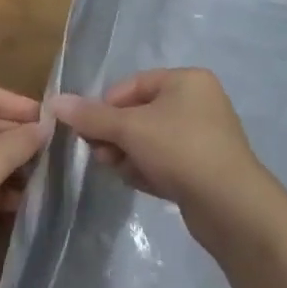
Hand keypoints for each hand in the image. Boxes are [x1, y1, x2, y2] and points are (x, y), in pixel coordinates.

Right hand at [51, 69, 266, 231]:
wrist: (232, 208)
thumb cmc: (181, 150)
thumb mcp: (130, 129)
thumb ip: (91, 116)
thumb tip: (54, 101)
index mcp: (187, 80)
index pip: (133, 84)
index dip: (106, 106)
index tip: (87, 130)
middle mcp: (198, 102)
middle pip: (140, 113)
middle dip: (115, 134)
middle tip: (99, 154)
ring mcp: (204, 137)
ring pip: (151, 140)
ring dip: (128, 153)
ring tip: (117, 170)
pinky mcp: (204, 169)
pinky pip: (166, 161)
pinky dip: (147, 168)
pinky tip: (137, 182)